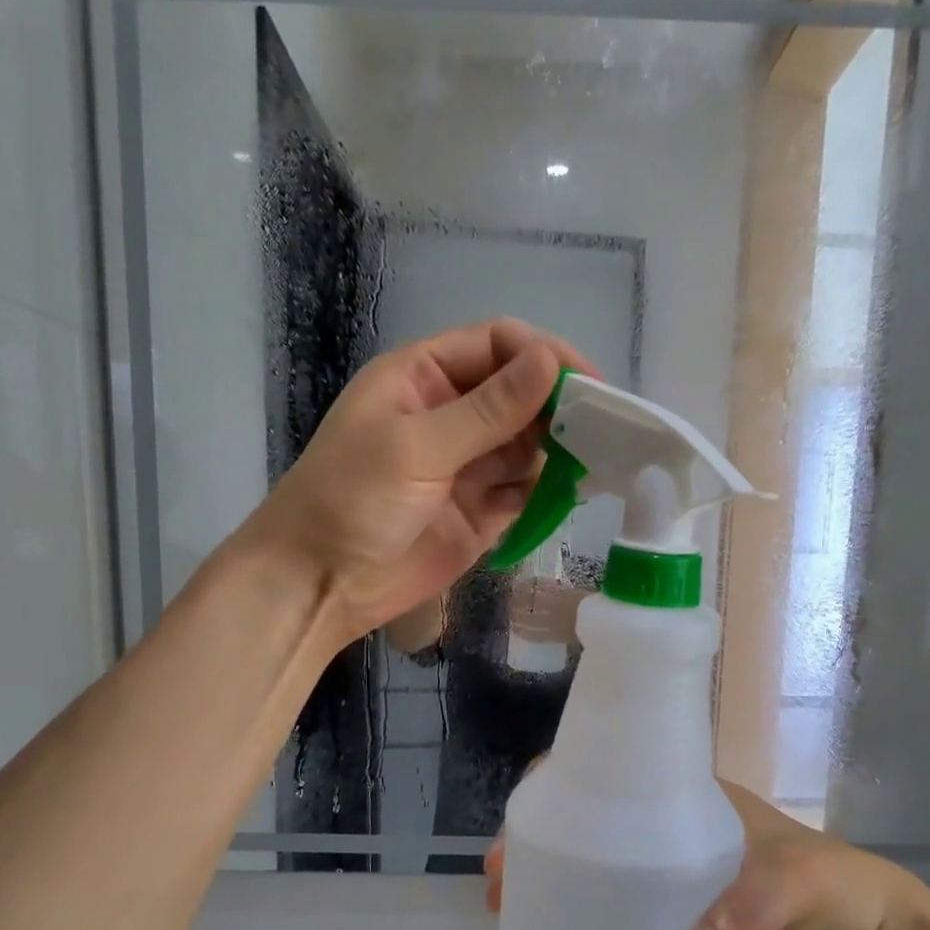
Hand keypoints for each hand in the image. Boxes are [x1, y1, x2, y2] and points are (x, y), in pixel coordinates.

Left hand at [242, 319, 594, 646]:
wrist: (321, 584)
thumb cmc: (352, 501)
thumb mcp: (416, 446)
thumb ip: (487, 409)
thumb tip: (551, 361)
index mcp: (424, 379)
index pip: (497, 346)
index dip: (543, 357)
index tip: (588, 384)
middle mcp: (451, 416)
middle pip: (520, 395)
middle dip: (559, 407)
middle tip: (608, 428)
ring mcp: (468, 468)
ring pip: (529, 445)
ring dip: (561, 450)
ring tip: (601, 460)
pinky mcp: (482, 514)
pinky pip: (526, 492)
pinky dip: (550, 492)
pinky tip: (574, 493)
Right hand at [484, 781, 920, 929]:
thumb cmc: (831, 885)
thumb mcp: (793, 884)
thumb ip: (746, 914)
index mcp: (685, 798)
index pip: (607, 774)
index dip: (556, 793)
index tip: (522, 831)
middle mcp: (668, 829)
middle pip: (588, 825)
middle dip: (539, 846)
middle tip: (502, 887)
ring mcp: (672, 875)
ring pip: (599, 870)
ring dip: (557, 886)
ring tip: (513, 918)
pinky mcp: (679, 919)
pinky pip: (622, 914)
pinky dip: (589, 924)